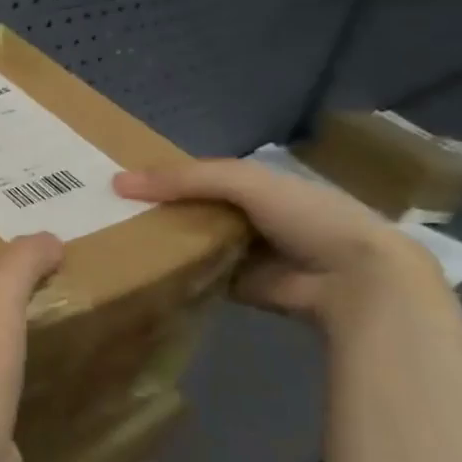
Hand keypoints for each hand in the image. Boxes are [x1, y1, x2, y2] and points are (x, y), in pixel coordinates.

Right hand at [114, 159, 450, 328]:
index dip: (162, 175)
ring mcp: (245, 252)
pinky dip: (176, 271)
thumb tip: (117, 182)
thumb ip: (184, 178)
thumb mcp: (242, 181)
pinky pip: (198, 273)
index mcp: (255, 184)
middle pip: (191, 208)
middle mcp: (248, 215)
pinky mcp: (240, 286)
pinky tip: (140, 266)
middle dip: (155, 208)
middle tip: (106, 210)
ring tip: (113, 236)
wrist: (355, 279)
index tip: (119, 180)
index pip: (197, 175)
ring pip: (192, 240)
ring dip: (163, 240)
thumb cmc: (305, 216)